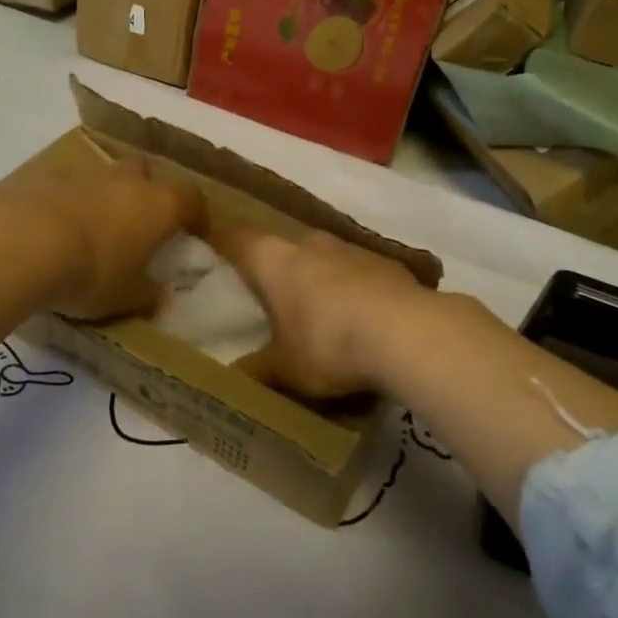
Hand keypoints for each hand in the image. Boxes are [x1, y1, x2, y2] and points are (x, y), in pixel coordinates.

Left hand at [0, 157, 202, 321]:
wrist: (23, 243)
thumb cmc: (92, 271)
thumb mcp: (126, 296)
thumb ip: (148, 293)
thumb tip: (161, 294)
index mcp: (159, 204)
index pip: (192, 197)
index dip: (197, 214)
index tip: (195, 232)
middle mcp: (127, 180)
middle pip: (147, 171)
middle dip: (148, 189)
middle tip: (141, 221)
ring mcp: (85, 174)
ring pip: (105, 177)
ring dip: (105, 196)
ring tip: (93, 229)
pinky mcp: (46, 176)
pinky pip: (67, 187)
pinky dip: (68, 202)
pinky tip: (54, 229)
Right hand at [220, 228, 430, 400]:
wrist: (406, 331)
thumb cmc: (327, 343)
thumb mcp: (284, 369)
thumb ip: (256, 371)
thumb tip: (233, 379)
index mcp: (274, 259)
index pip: (237, 238)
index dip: (222, 243)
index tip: (212, 253)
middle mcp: (309, 241)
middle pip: (282, 246)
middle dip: (274, 268)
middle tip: (265, 297)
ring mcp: (350, 247)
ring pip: (321, 257)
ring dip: (315, 277)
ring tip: (313, 312)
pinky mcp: (385, 261)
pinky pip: (356, 272)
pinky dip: (350, 289)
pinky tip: (357, 318)